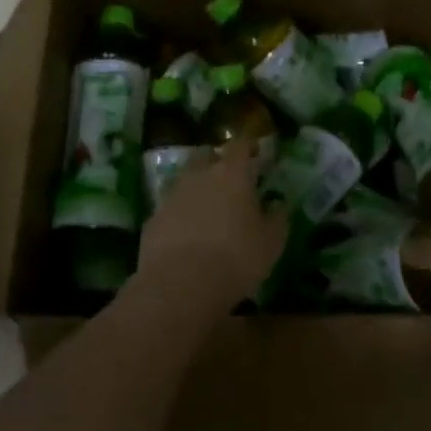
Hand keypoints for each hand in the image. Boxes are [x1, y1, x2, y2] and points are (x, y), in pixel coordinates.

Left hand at [137, 141, 288, 308]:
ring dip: (197, 187)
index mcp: (231, 174)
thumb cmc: (235, 259)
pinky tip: (187, 233)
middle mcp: (199, 176)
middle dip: (217, 160)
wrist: (180, 285)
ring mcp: (171, 196)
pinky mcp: (153, 219)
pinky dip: (180, 213)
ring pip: (185, 180)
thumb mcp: (271, 243)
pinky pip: (170, 207)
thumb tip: (277, 203)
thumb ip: (277, 218)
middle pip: (206, 155)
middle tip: (230, 178)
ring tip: (208, 208)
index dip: (248, 145)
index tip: (255, 152)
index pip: (239, 145)